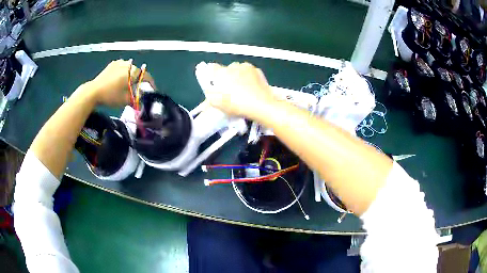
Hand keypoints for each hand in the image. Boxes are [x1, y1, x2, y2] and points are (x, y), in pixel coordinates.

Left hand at [89, 59, 155, 106]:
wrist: (93, 91)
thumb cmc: (111, 96)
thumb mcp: (125, 100)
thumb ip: (136, 98)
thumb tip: (142, 99)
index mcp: (133, 72)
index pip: (147, 76)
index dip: (151, 84)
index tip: (152, 90)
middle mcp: (128, 64)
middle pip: (138, 72)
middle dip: (140, 80)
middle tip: (138, 89)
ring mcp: (120, 63)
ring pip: (130, 69)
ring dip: (132, 75)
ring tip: (129, 84)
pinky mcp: (112, 64)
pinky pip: (122, 67)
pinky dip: (124, 72)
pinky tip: (120, 78)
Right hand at [200, 62, 274, 116]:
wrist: (261, 105)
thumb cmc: (237, 105)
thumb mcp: (217, 104)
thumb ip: (210, 94)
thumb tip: (209, 90)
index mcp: (221, 73)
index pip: (212, 68)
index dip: (213, 75)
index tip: (215, 83)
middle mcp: (233, 66)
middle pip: (226, 69)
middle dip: (227, 77)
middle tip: (229, 90)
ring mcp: (247, 67)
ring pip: (238, 69)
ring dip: (238, 76)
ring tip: (241, 89)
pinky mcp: (257, 71)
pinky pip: (249, 72)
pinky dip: (248, 77)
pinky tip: (250, 88)